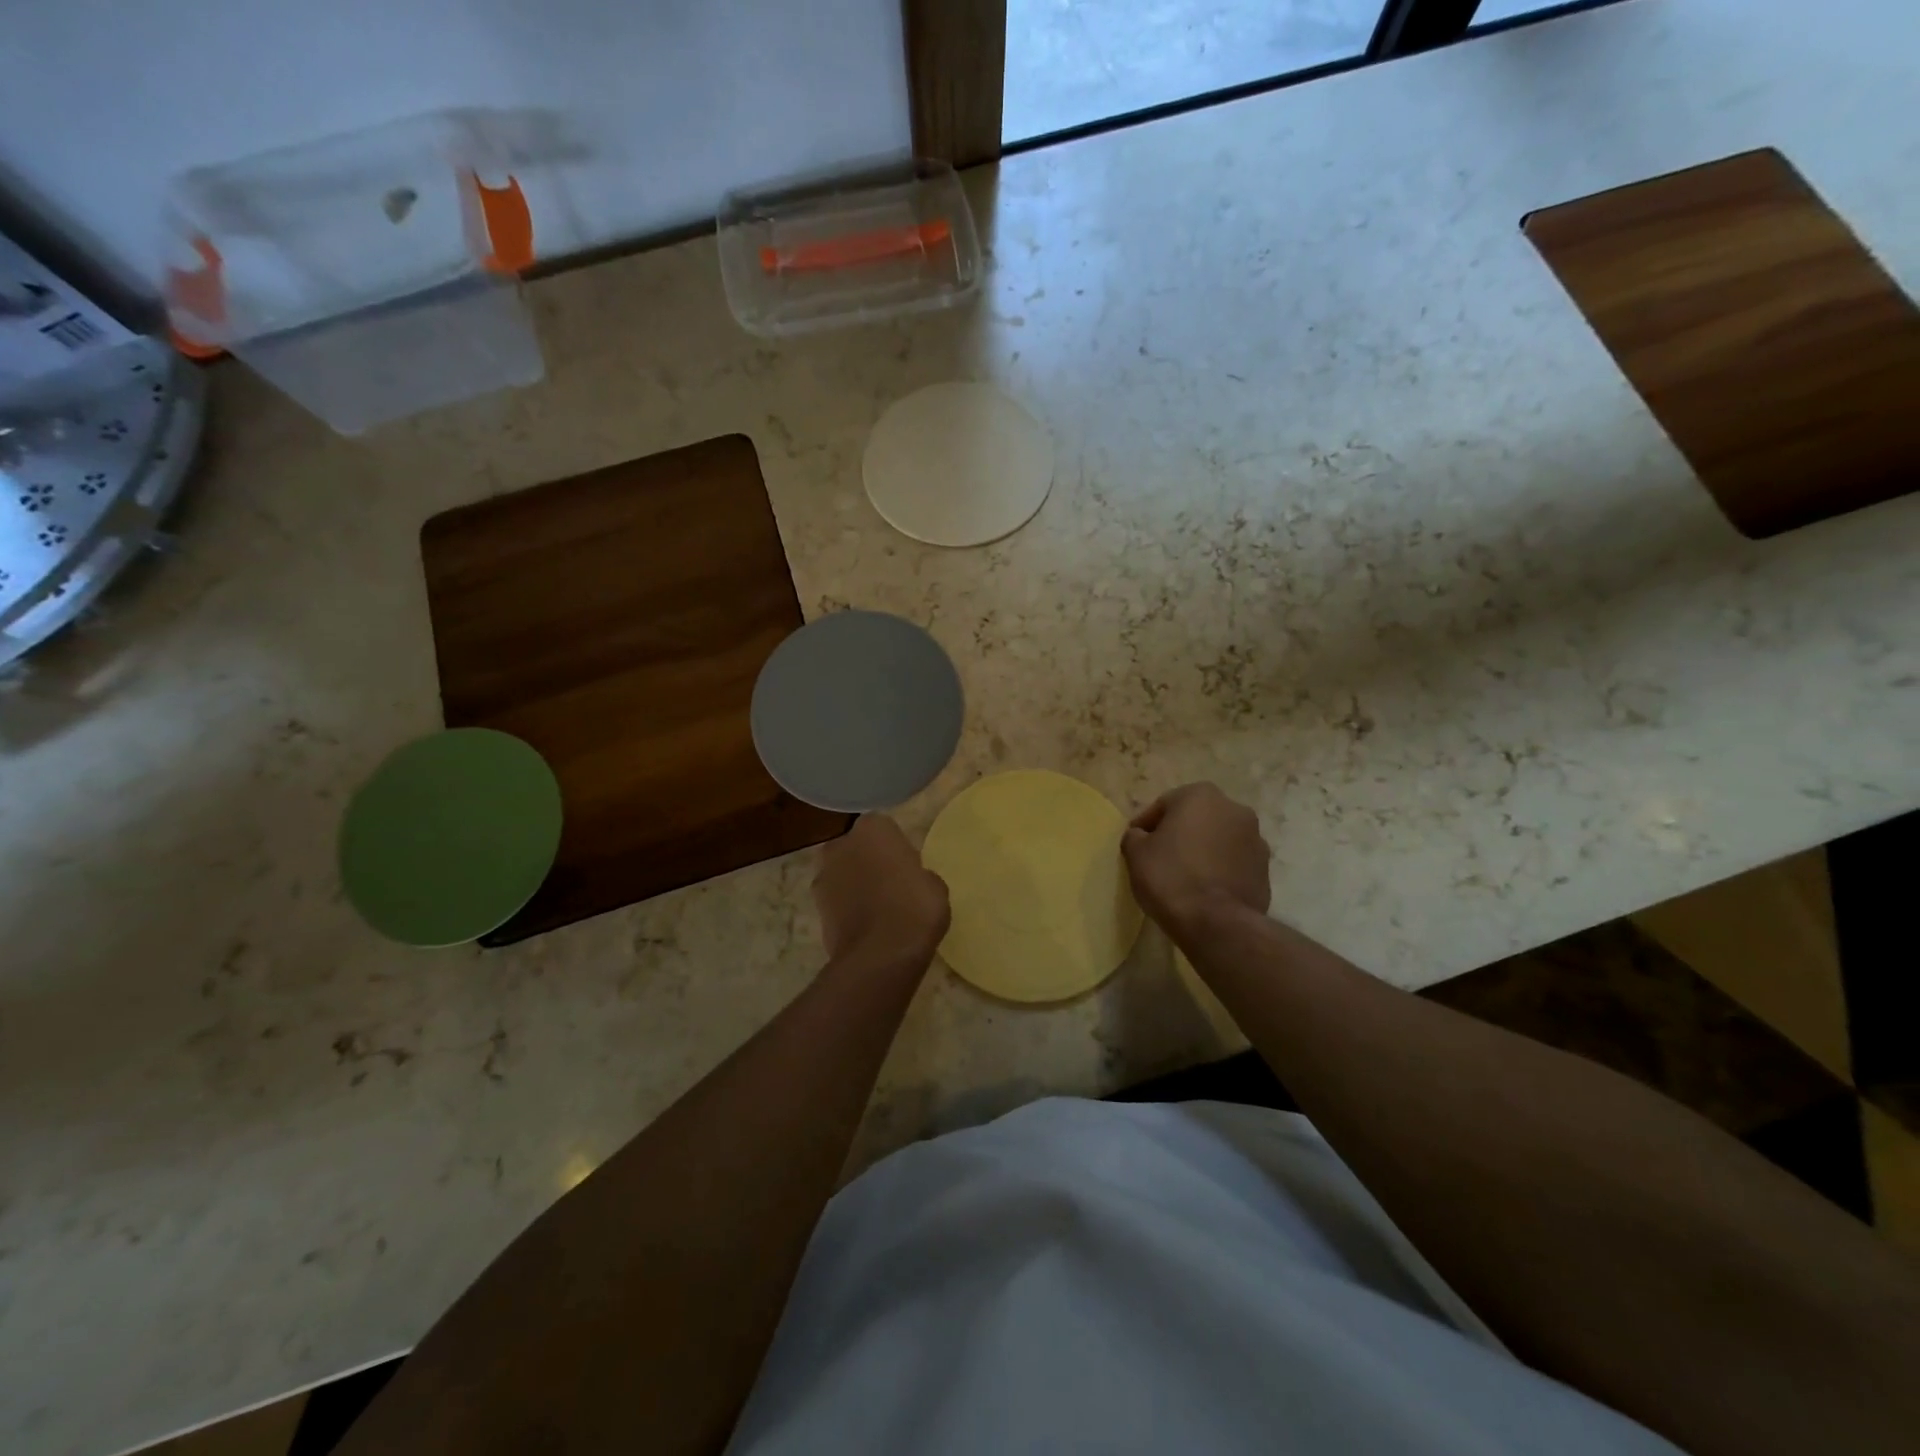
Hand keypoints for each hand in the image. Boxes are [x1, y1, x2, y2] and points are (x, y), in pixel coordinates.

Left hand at [813, 815, 950, 968]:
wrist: (880, 956)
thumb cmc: (915, 909)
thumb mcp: (935, 886)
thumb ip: (918, 874)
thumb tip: (910, 881)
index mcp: (873, 828)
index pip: (884, 829)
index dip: (895, 848)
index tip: (907, 867)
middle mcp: (841, 844)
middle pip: (857, 848)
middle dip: (869, 862)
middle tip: (892, 885)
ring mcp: (823, 876)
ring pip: (843, 874)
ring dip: (855, 885)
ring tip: (879, 910)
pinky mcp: (815, 908)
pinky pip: (837, 901)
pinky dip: (847, 909)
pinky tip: (866, 928)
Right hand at [1122, 783, 1270, 934]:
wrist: (1216, 923)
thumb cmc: (1170, 877)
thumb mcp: (1135, 853)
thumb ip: (1135, 836)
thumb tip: (1141, 836)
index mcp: (1201, 795)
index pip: (1164, 805)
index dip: (1146, 825)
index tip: (1135, 844)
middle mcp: (1234, 809)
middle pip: (1196, 818)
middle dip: (1179, 834)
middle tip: (1159, 857)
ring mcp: (1256, 839)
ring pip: (1218, 839)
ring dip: (1203, 850)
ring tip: (1184, 875)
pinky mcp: (1265, 869)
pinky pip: (1234, 863)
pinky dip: (1220, 869)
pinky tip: (1204, 889)